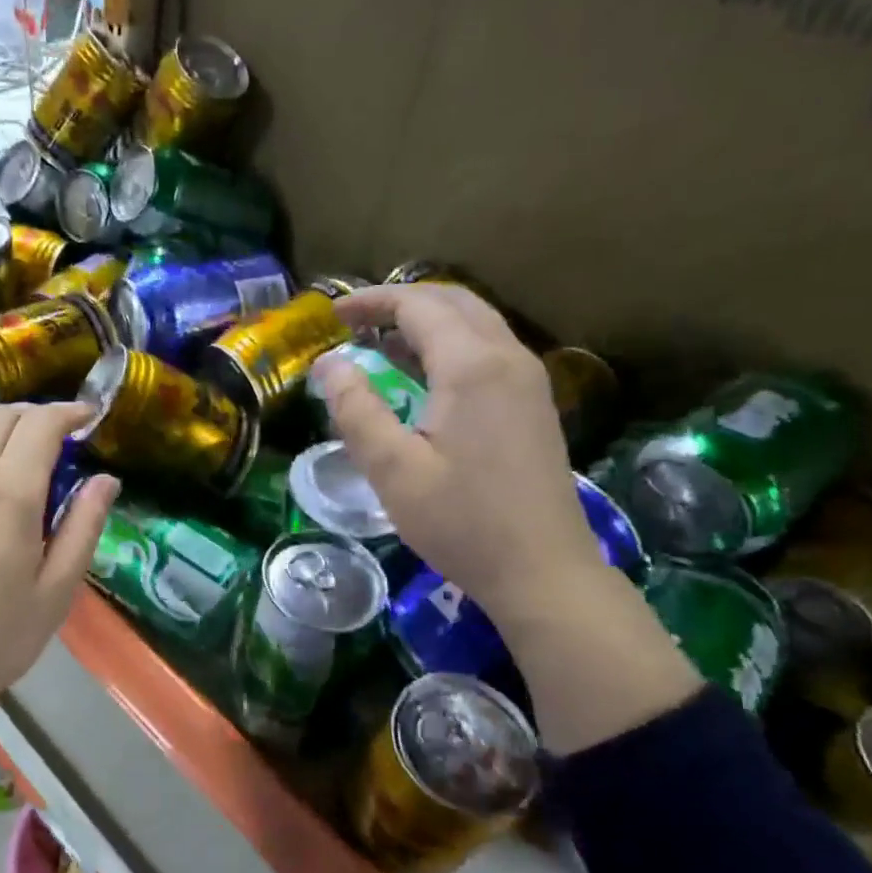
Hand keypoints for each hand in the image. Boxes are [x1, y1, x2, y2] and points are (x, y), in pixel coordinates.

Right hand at [313, 284, 605, 618]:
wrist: (543, 571)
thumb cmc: (462, 522)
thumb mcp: (393, 471)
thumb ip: (357, 409)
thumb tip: (328, 364)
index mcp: (472, 366)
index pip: (418, 305)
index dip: (371, 301)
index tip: (332, 314)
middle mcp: (508, 357)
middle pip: (453, 302)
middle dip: (400, 302)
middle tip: (355, 322)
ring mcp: (529, 380)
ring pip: (476, 323)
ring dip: (427, 321)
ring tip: (380, 343)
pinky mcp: (534, 404)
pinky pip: (489, 350)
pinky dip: (450, 345)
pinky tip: (423, 377)